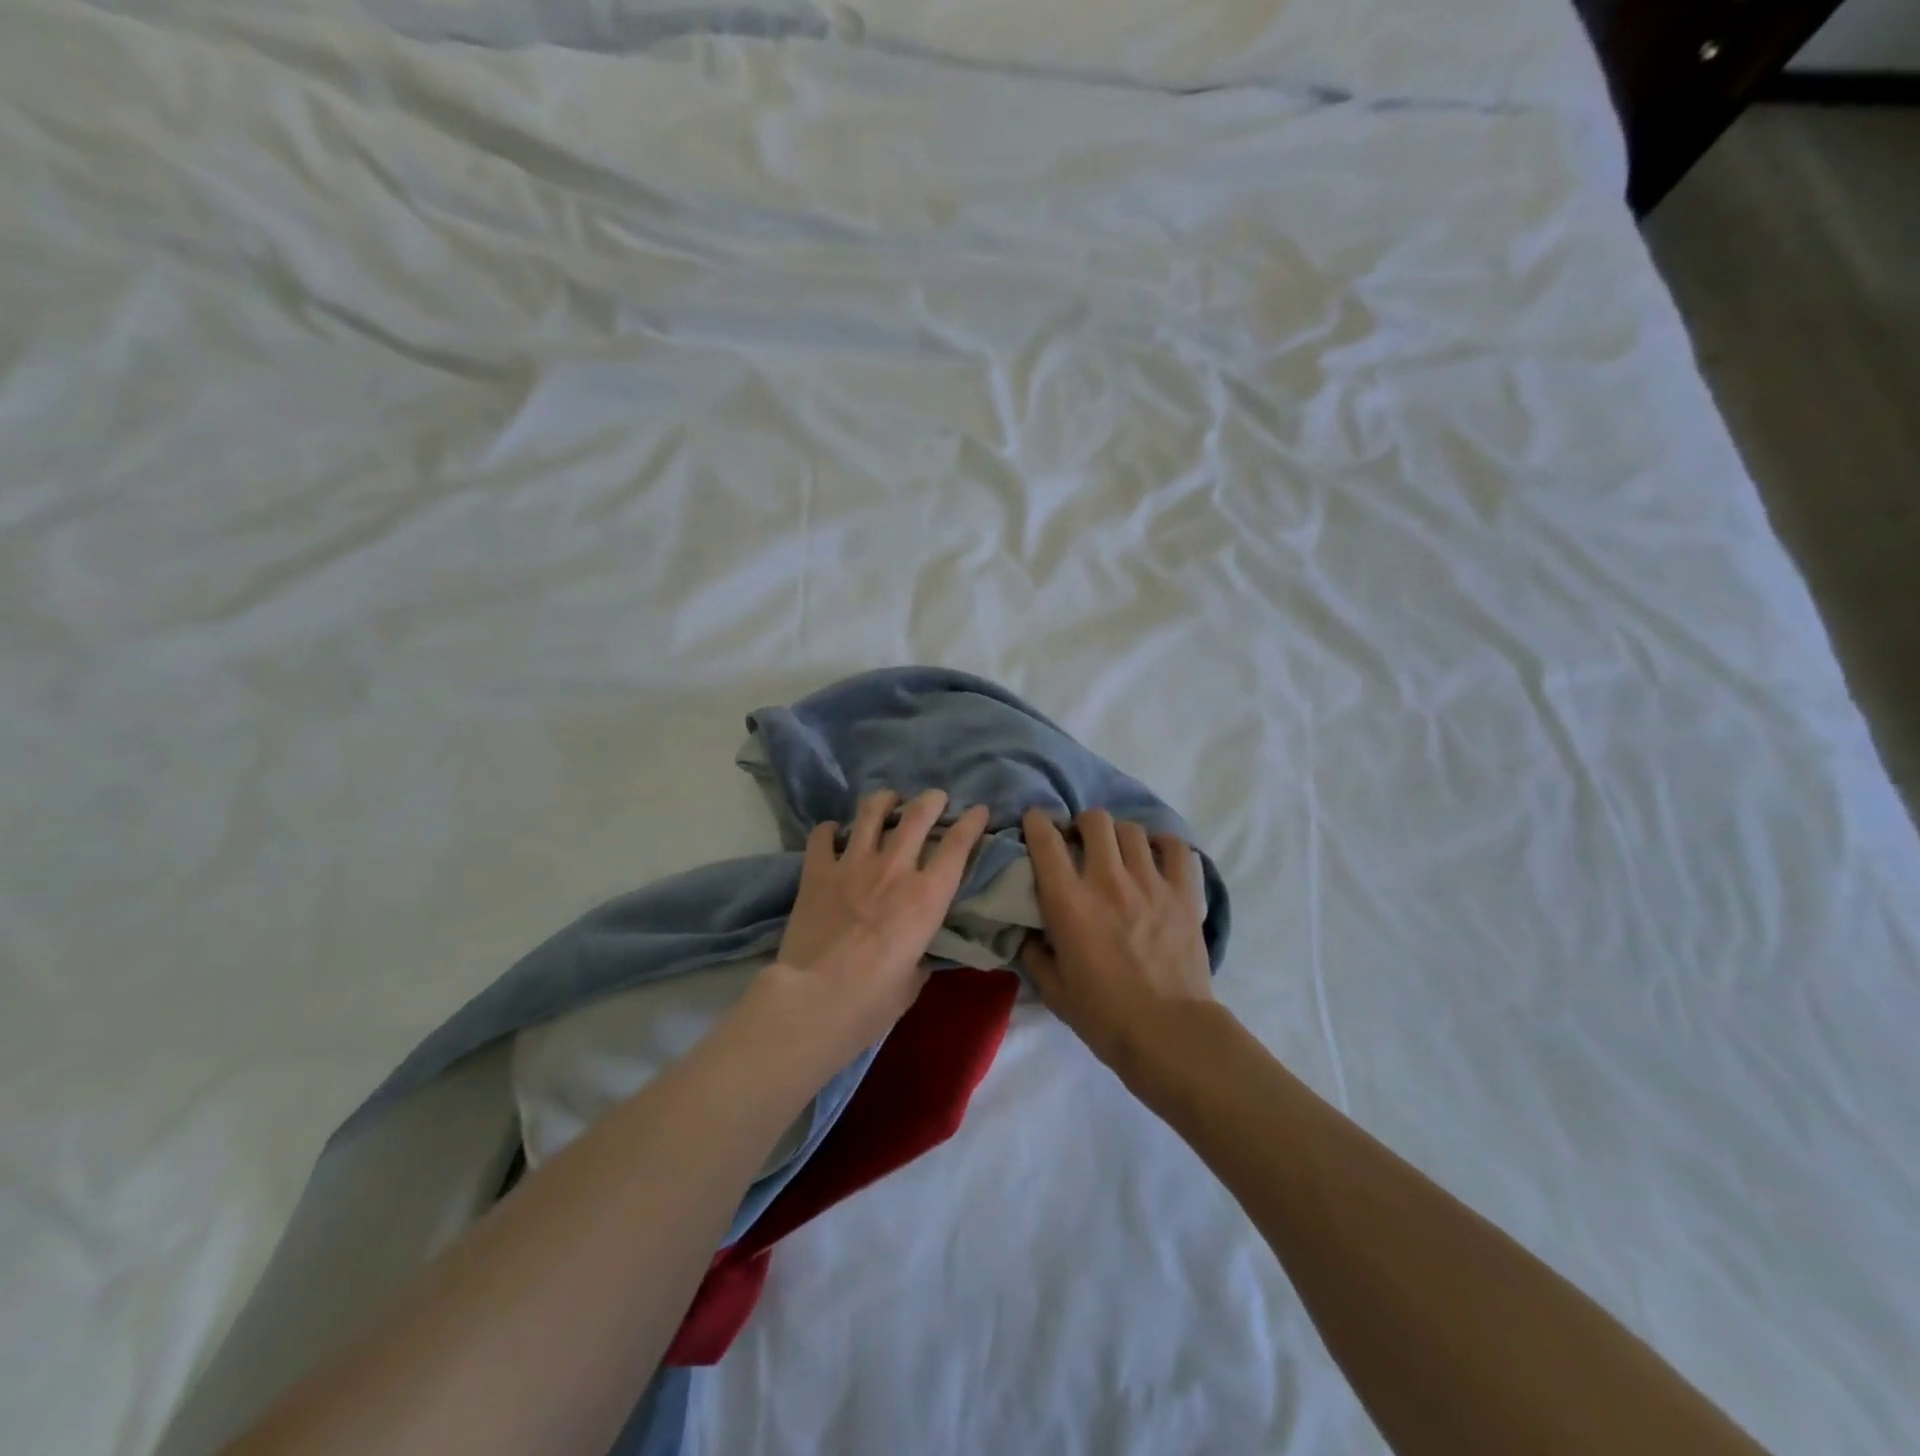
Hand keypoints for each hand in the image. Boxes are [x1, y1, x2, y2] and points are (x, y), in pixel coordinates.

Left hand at [771, 789, 990, 1044]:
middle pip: (918, 814)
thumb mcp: (913, 980)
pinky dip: (831, 830)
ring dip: (884, 800)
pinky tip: (834, 833)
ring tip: (888, 801)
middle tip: (935, 799)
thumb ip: (920, 954)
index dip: (972, 822)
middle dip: (932, 800)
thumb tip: (917, 950)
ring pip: (871, 811)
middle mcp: (894, 869)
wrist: (813, 1000)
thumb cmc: (871, 1002)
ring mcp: (852, 865)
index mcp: (927, 897)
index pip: (958, 845)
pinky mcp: (817, 871)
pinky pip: (823, 835)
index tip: (979, 810)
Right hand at [1021, 807, 1213, 1076]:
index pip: (1046, 840)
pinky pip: (1175, 847)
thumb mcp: (1052, 989)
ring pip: (1132, 829)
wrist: (1169, 1035)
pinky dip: (1162, 846)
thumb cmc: (1104, 1016)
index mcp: (1069, 903)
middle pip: (1094, 820)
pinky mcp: (1184, 893)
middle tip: (1081, 843)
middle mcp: (1108, 881)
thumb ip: (1034, 952)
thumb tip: (1029, 929)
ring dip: (1119, 836)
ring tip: (1119, 854)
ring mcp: (1151, 883)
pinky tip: (1155, 859)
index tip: (1036, 825)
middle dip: (1082, 824)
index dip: (1036, 822)